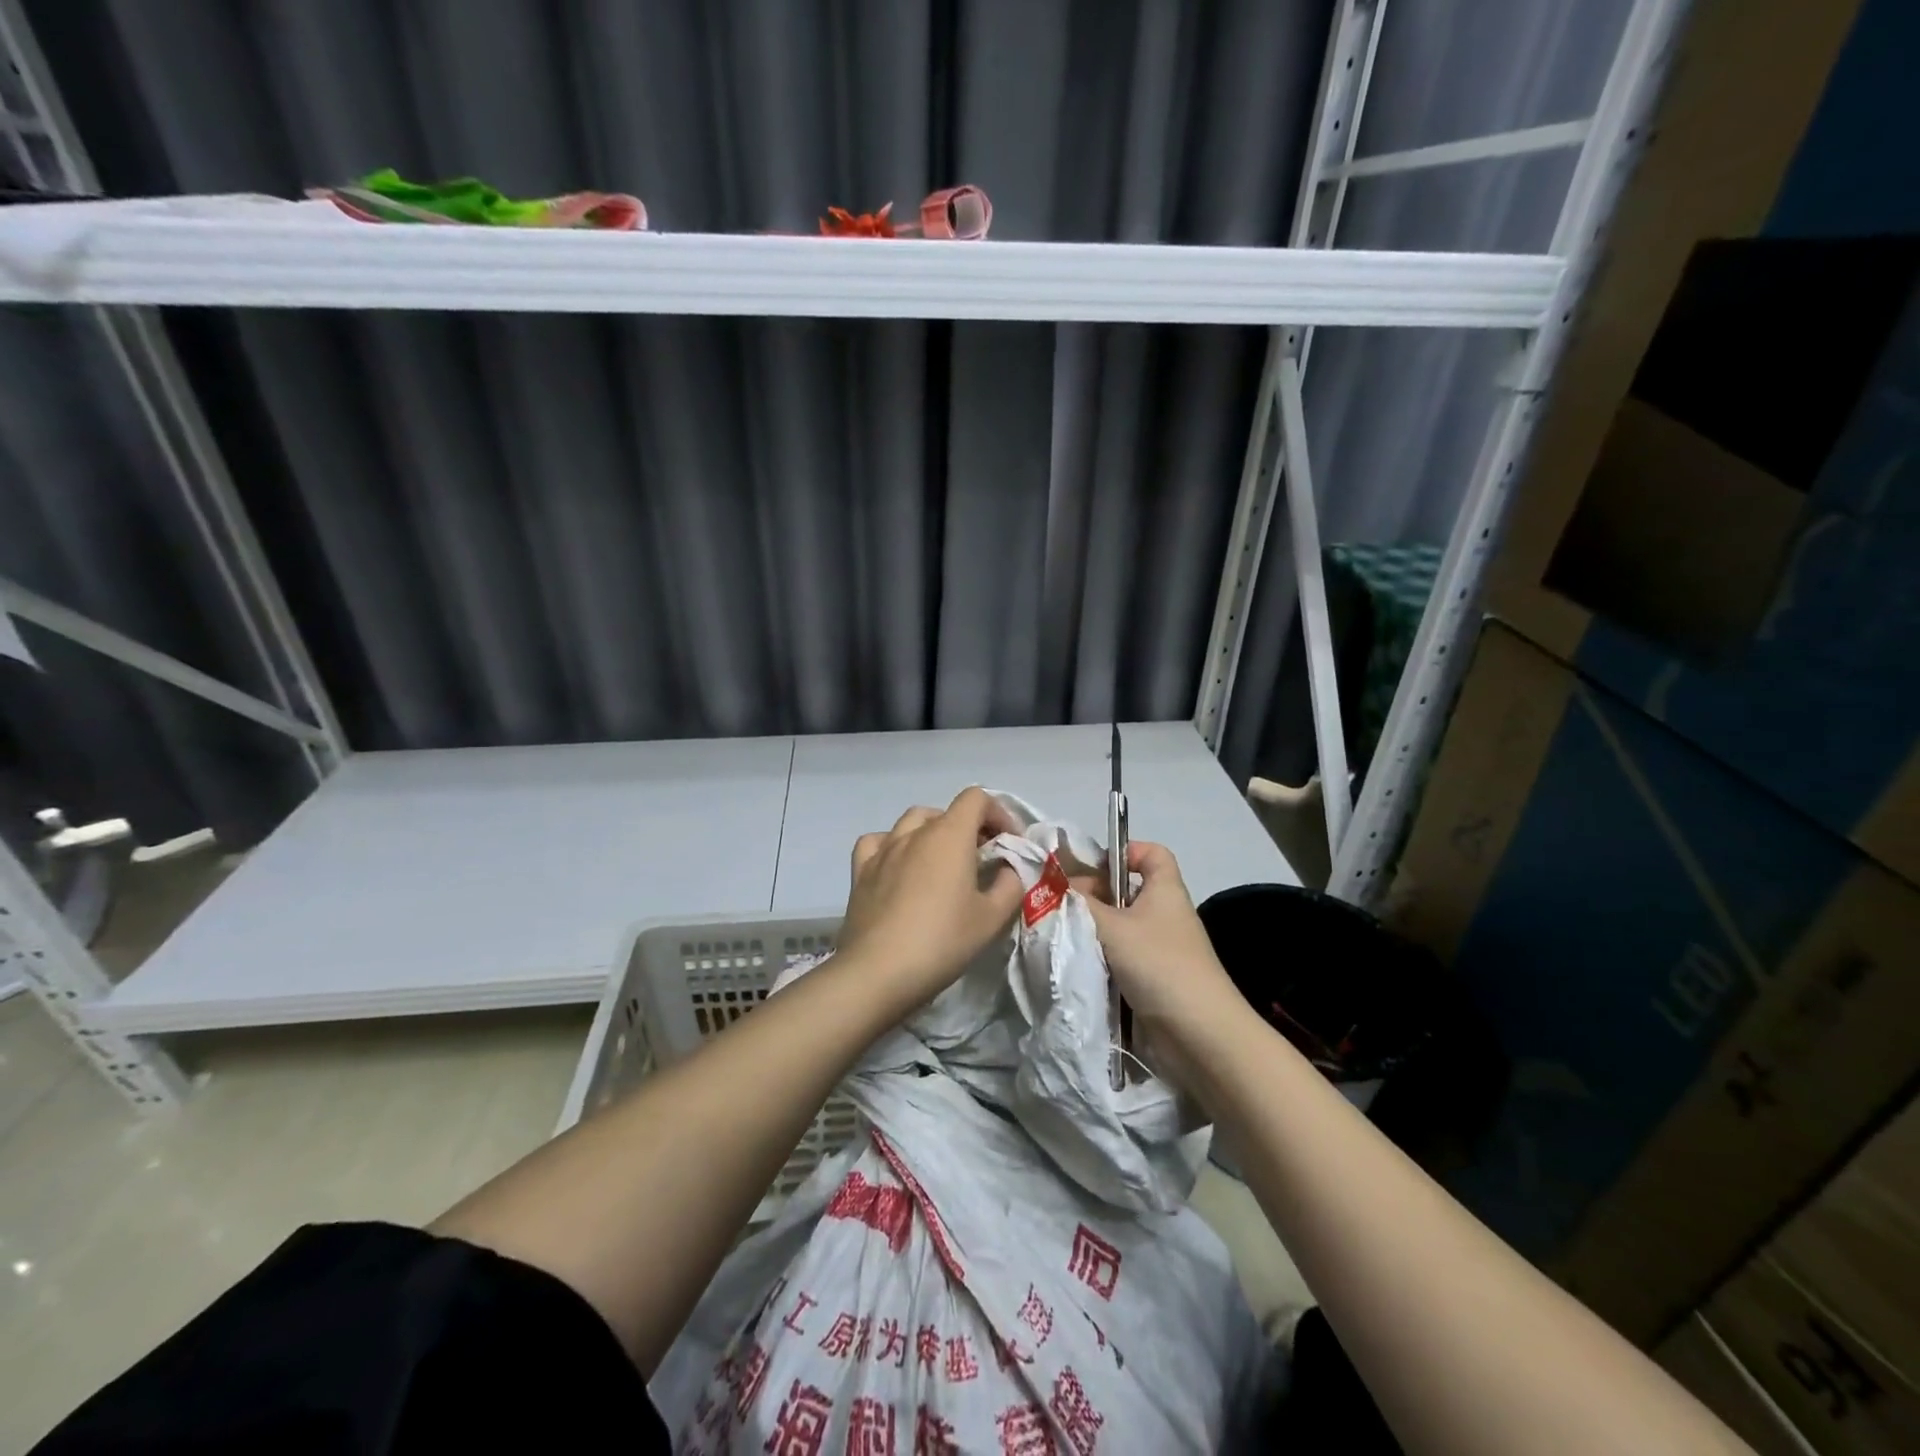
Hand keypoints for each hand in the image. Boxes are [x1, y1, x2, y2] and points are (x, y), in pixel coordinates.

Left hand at [835, 787, 1024, 1012]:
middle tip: (980, 859)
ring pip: (910, 822)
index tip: (1008, 843)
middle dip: (968, 828)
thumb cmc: (942, 941)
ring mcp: (883, 850)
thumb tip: (1008, 870)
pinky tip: (899, 867)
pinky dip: (893, 846)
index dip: (998, 813)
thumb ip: (1010, 885)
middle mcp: (914, 833)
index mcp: (949, 835)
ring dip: (932, 833)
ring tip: (942, 863)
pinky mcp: (861, 871)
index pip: (976, 799)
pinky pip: (878, 842)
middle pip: (945, 812)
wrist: (879, 972)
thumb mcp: (992, 918)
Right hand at [1084, 841, 1246, 1057]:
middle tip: (1063, 907)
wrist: (1199, 1035)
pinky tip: (1077, 965)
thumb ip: (1079, 903)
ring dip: (1093, 931)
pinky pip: (1120, 958)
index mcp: (1165, 889)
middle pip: (1126, 890)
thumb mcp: (1112, 927)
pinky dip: (1100, 959)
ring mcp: (1159, 948)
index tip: (1091, 868)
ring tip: (1064, 937)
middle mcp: (1164, 913)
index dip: (1124, 852)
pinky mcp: (1152, 979)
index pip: (1151, 853)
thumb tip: (1052, 885)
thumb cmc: (1159, 964)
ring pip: (1119, 927)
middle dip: (1094, 895)